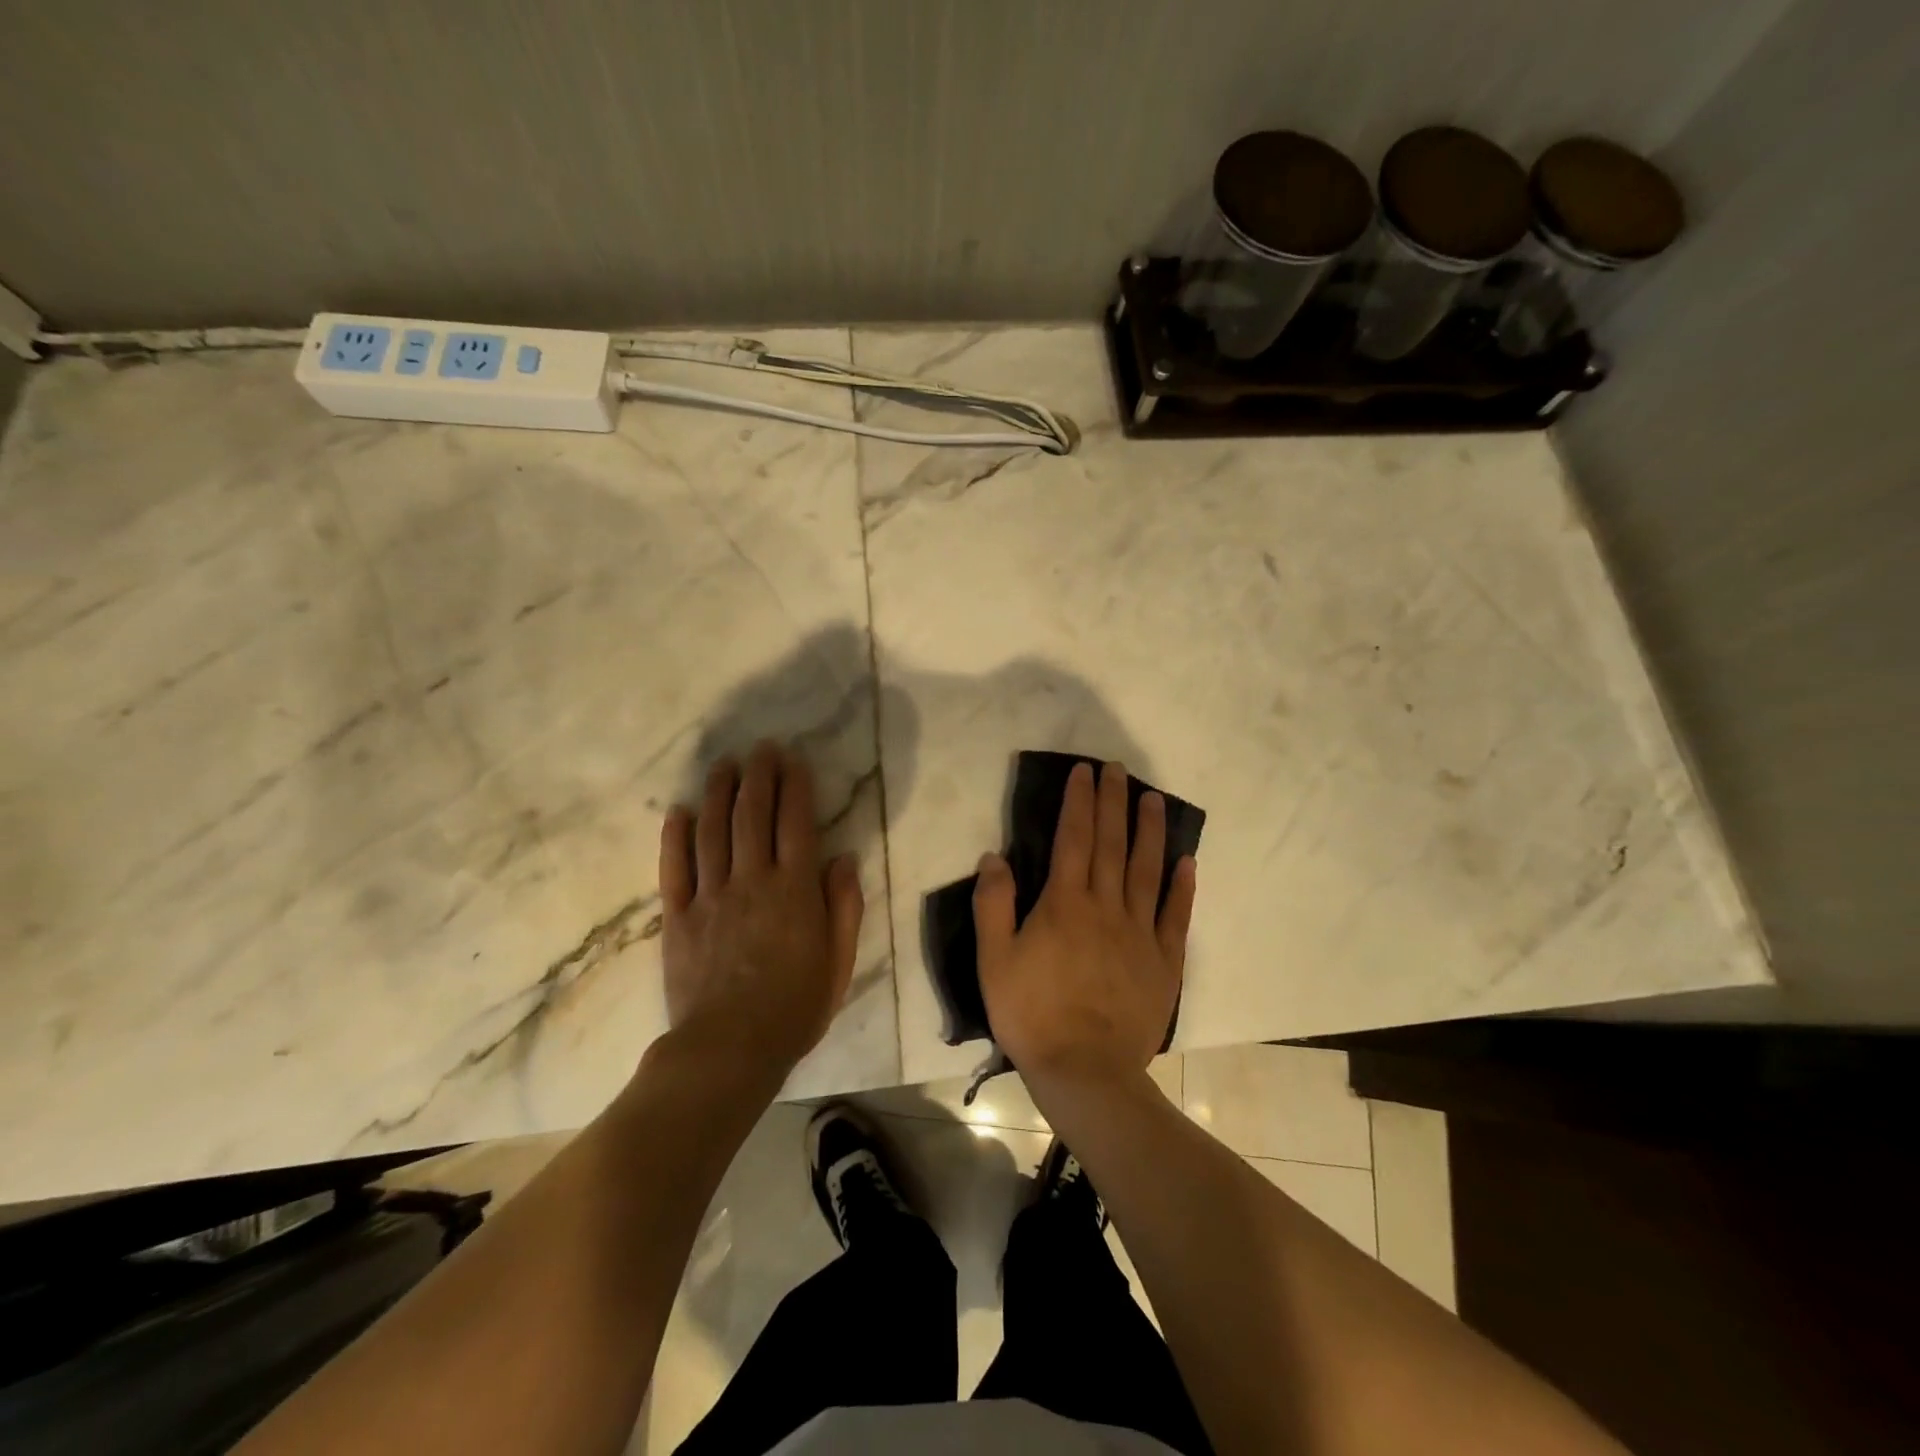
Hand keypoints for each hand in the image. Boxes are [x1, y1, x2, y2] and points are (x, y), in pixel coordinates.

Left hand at [658, 742, 863, 1074]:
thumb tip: (842, 859)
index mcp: (795, 890)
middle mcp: (752, 881)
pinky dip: (676, 836)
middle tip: (760, 748)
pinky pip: (675, 868)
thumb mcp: (839, 962)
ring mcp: (711, 897)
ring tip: (724, 765)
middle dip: (758, 776)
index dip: (795, 787)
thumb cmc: (795, 1008)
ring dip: (719, 793)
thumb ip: (844, 907)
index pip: (796, 823)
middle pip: (753, 816)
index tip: (793, 760)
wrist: (729, 1049)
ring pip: (713, 831)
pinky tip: (679, 810)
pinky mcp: (678, 917)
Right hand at [974, 760, 1196, 1086]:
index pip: (1073, 839)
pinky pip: (1175, 915)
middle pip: (1111, 844)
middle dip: (1113, 802)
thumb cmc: (1032, 1014)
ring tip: (1154, 799)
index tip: (1085, 772)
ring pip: (1146, 870)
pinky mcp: (1163, 961)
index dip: (1079, 802)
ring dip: (1150, 831)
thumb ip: (994, 904)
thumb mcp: (994, 960)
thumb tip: (995, 856)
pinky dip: (1182, 886)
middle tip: (1118, 769)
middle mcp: (1106, 907)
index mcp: (1064, 904)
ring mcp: (1139, 932)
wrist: (1085, 1071)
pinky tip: (1187, 861)